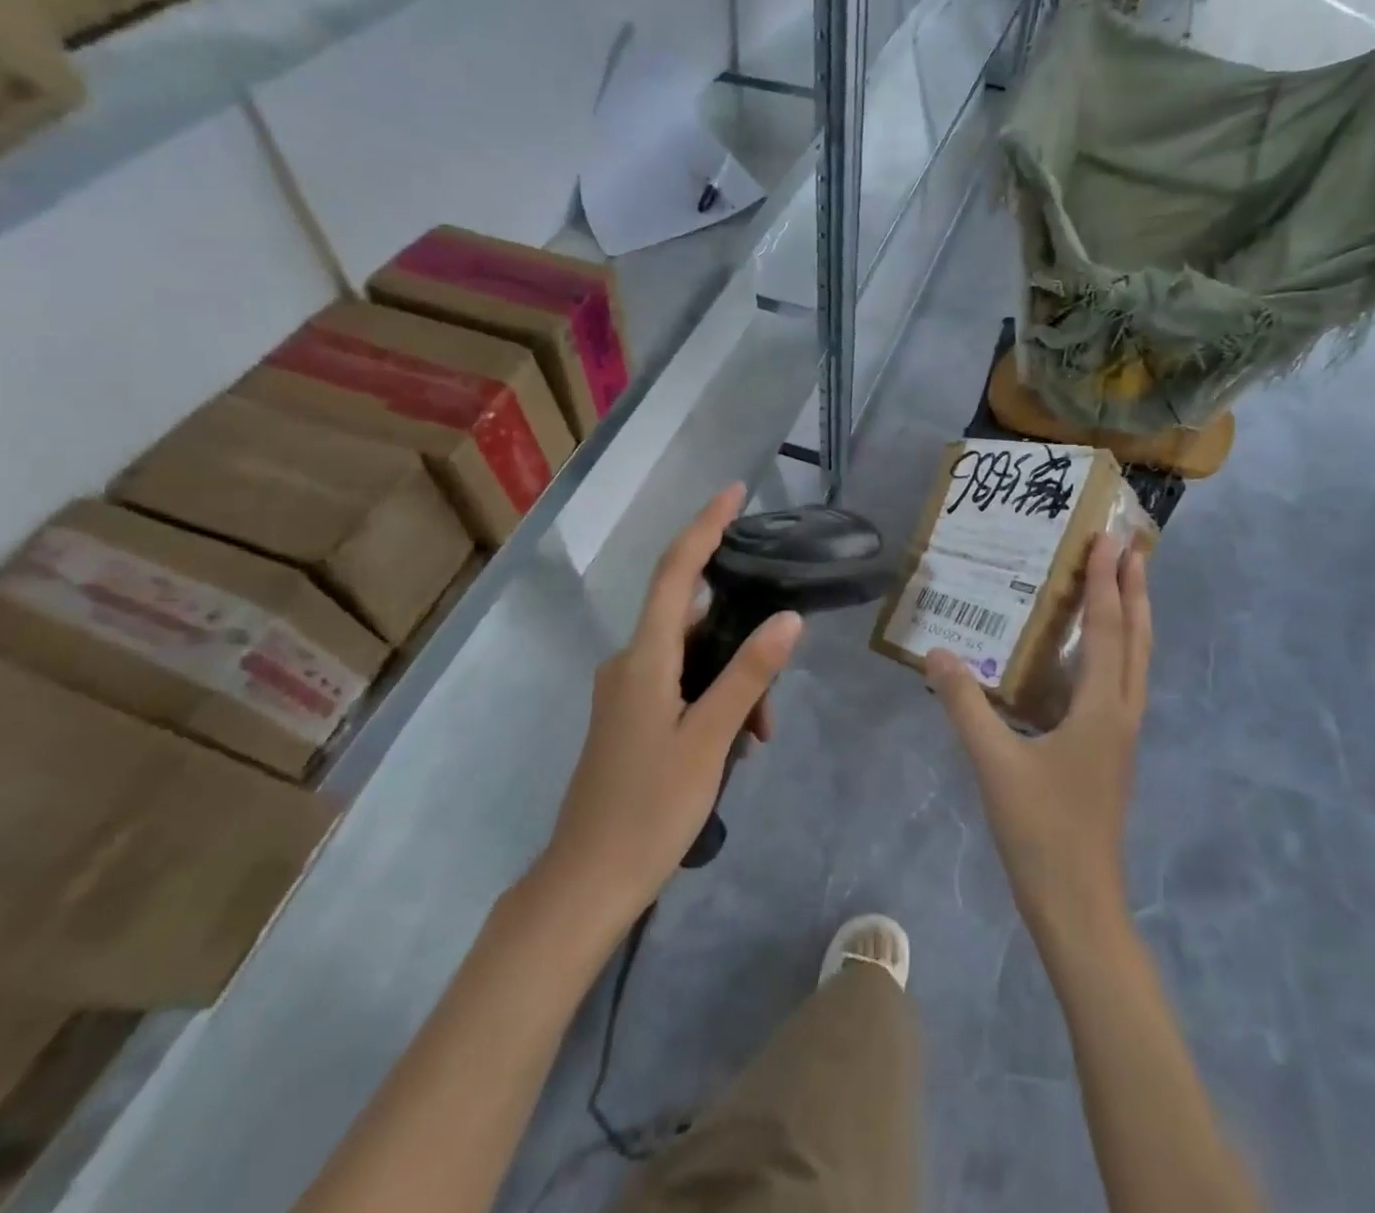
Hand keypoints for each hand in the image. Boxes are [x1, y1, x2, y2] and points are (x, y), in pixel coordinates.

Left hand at [538, 484, 802, 929]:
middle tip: (773, 701)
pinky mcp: (629, 716)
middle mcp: (630, 662)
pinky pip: (680, 686)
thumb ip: (749, 676)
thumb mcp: (710, 741)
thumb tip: (788, 619)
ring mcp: (626, 690)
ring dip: (732, 685)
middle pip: (695, 622)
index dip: (706, 526)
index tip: (736, 492)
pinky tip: (733, 746)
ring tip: (757, 739)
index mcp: (644, 658)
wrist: (586, 882)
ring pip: (693, 661)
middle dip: (743, 645)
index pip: (678, 572)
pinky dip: (712, 702)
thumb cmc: (649, 809)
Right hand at [927, 537, 1150, 939]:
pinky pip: (1119, 686)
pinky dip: (1115, 654)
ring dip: (1132, 620)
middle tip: (1131, 548)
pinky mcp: (1110, 755)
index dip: (1107, 581)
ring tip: (1122, 586)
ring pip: (1134, 664)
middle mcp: (1121, 714)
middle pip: (1136, 639)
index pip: (1107, 629)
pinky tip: (1087, 659)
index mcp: (1101, 709)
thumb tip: (938, 652)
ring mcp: (1120, 737)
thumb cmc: (1041, 831)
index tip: (1109, 538)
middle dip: (1135, 590)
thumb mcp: (994, 764)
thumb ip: (965, 705)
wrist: (1079, 905)